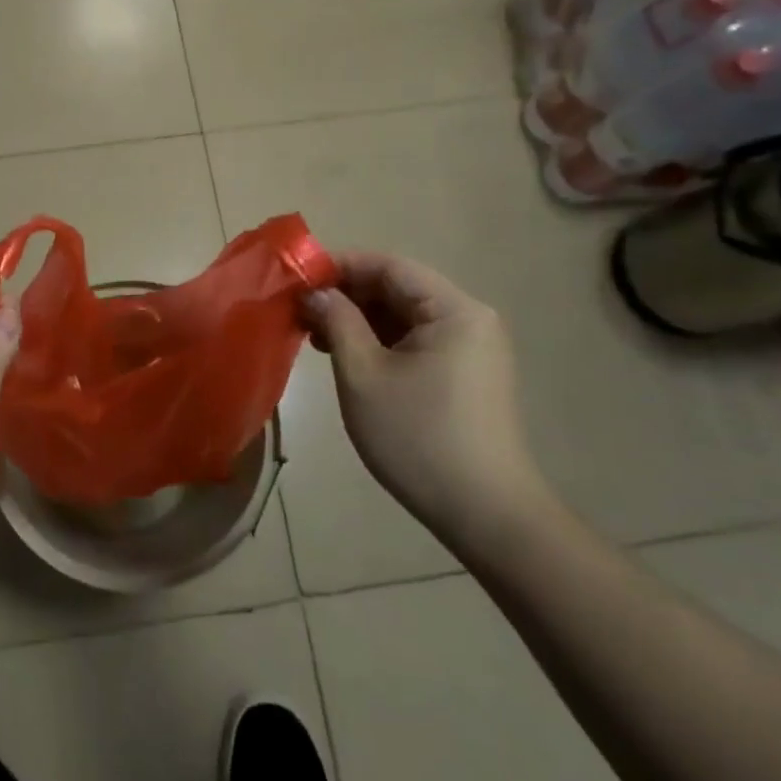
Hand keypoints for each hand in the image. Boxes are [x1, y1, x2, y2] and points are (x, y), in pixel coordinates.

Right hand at [304, 252, 547, 550]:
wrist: (484, 514)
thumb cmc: (417, 437)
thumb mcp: (363, 374)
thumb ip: (337, 321)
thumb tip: (313, 292)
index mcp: (453, 310)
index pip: (389, 266)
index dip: (339, 266)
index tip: (297, 279)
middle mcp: (469, 319)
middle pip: (398, 288)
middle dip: (347, 295)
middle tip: (300, 312)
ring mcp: (471, 348)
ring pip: (404, 316)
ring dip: (359, 320)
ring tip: (316, 337)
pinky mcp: (466, 374)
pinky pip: (416, 341)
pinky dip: (379, 342)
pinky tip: (347, 357)